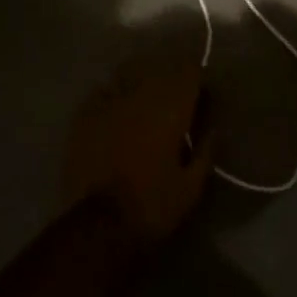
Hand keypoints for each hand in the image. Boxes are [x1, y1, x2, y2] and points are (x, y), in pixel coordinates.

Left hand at [61, 59, 213, 244]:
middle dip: (170, 85)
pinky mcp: (85, 114)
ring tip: (141, 110)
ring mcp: (110, 100)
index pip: (190, 71)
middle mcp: (141, 93)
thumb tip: (211, 130)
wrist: (99, 226)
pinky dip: (111, 100)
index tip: (201, 99)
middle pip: (160, 71)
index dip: (197, 81)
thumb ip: (205, 152)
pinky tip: (113, 116)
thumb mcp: (191, 187)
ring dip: (139, 88)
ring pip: (130, 77)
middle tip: (172, 110)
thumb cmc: (152, 206)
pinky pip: (102, 93)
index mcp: (171, 106)